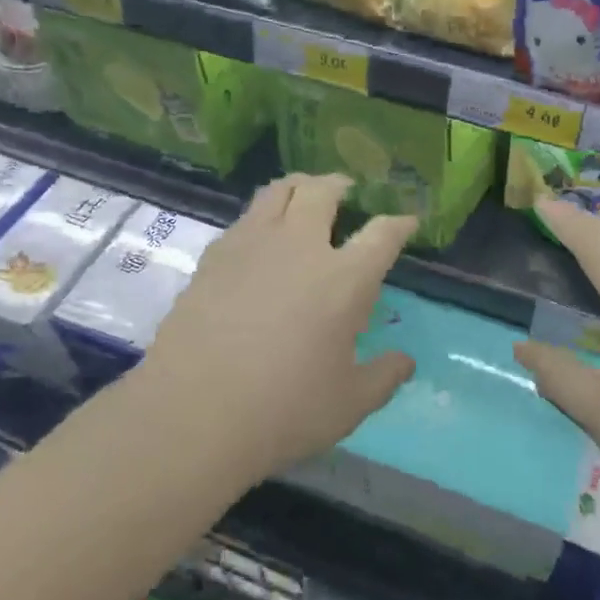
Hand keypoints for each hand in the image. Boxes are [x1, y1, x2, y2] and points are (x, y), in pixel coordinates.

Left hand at [137, 174, 416, 478]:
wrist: (192, 414)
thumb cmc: (283, 411)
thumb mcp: (349, 404)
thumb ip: (384, 376)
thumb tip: (406, 361)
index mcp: (345, 279)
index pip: (383, 234)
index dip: (400, 224)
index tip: (407, 221)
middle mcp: (301, 247)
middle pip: (324, 192)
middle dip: (341, 185)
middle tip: (347, 192)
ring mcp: (252, 245)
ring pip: (278, 191)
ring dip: (299, 187)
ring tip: (304, 197)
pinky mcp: (214, 257)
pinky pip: (245, 218)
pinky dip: (263, 216)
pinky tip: (261, 239)